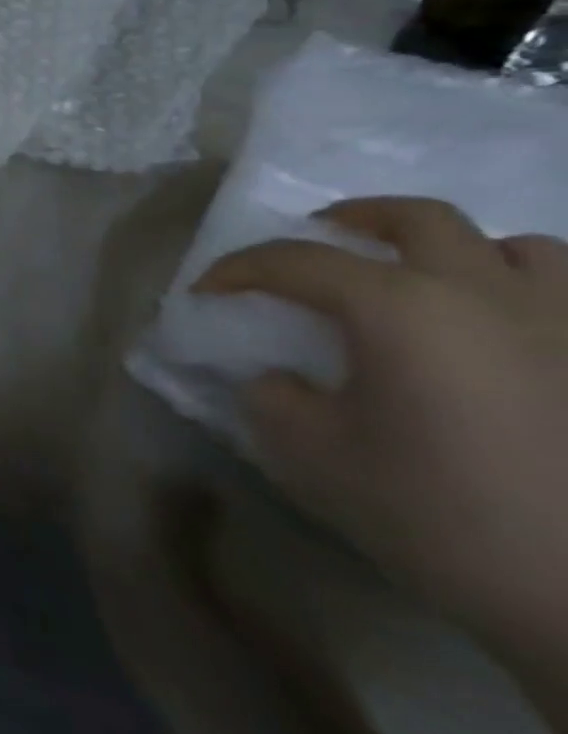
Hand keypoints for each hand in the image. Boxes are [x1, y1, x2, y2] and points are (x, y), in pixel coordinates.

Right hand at [196, 197, 567, 662]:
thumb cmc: (439, 514)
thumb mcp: (312, 454)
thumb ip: (274, 397)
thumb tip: (280, 378)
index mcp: (399, 307)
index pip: (294, 260)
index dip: (236, 270)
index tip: (205, 293)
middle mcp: (487, 293)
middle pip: (413, 218)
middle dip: (350, 222)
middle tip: (317, 247)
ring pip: (516, 247)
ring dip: (457, 254)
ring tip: (426, 288)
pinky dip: (527, 296)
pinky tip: (505, 336)